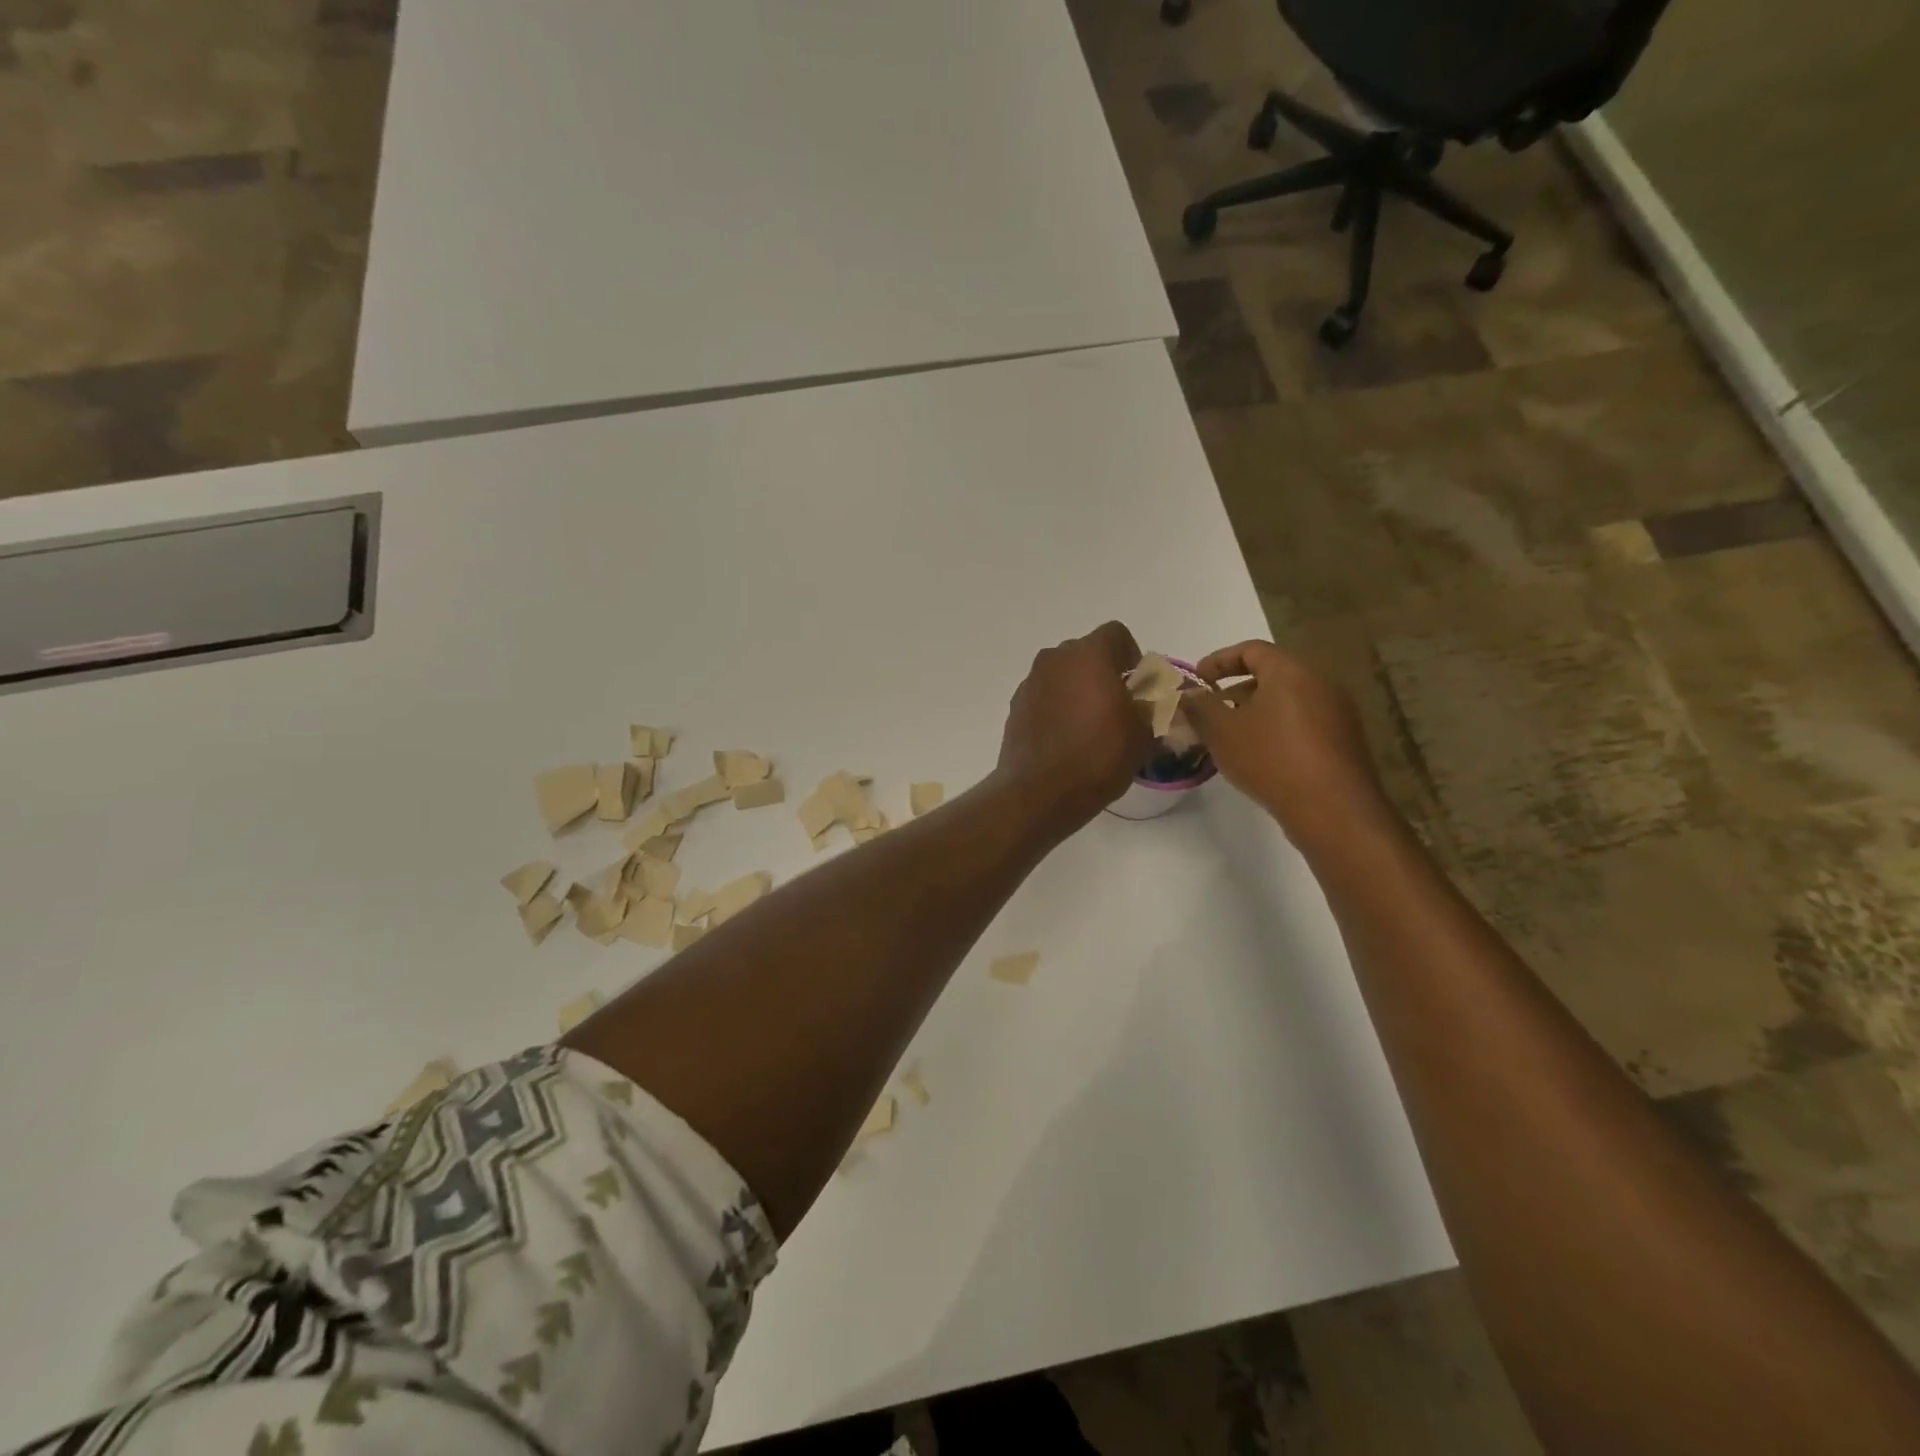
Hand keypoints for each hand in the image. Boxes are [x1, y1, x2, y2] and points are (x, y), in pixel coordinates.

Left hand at [995, 621, 1152, 835]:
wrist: (1040, 792)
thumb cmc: (1098, 756)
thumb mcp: (1143, 733)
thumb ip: (1151, 705)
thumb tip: (1147, 700)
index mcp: (1089, 655)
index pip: (1116, 634)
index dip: (1131, 656)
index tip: (1138, 687)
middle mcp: (1055, 658)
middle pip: (1087, 653)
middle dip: (1104, 672)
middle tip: (1117, 707)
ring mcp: (1031, 681)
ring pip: (1063, 674)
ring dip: (1078, 689)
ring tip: (1090, 725)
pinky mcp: (1016, 705)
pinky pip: (1045, 695)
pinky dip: (1057, 707)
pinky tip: (1066, 738)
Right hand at [1182, 640, 1392, 850]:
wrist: (1331, 808)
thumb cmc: (1270, 758)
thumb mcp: (1221, 732)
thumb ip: (1199, 707)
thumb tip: (1187, 693)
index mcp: (1290, 671)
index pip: (1251, 649)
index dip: (1219, 660)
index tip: (1198, 680)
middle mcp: (1319, 682)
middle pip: (1272, 674)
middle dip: (1236, 689)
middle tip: (1212, 711)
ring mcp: (1337, 712)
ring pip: (1288, 700)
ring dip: (1257, 711)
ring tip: (1232, 736)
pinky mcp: (1344, 740)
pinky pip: (1303, 721)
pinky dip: (1277, 728)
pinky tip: (1261, 756)